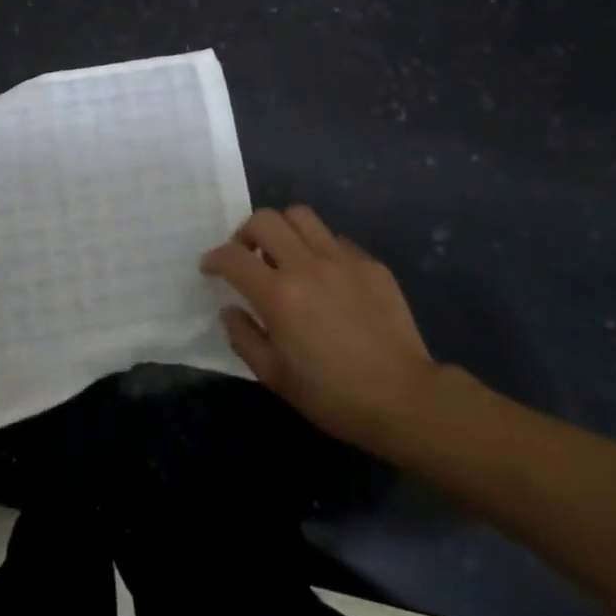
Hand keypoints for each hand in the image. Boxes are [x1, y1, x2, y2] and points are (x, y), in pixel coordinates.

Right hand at [201, 206, 437, 452]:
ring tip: (284, 255)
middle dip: (245, 233)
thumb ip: (243, 337)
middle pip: (265, 220)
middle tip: (247, 256)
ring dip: (283, 230)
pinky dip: (319, 249)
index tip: (210, 268)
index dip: (214, 258)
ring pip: (301, 216)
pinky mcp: (370, 264)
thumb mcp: (274, 376)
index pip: (233, 257)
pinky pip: (335, 239)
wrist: (404, 399)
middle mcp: (307, 266)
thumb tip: (231, 309)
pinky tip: (325, 277)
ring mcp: (343, 260)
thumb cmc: (332, 395)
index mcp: (278, 295)